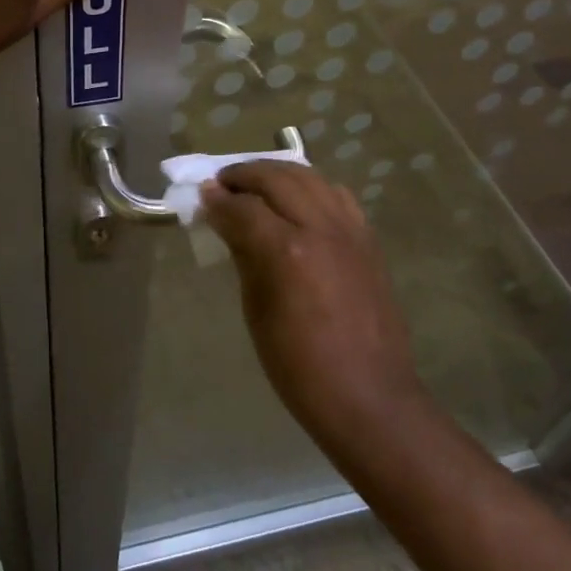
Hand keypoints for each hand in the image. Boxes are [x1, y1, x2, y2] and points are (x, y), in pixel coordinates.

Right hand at [202, 163, 428, 452]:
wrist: (369, 396)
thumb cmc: (299, 366)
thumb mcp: (257, 311)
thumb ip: (244, 256)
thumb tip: (226, 222)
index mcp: (287, 251)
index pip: (243, 207)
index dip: (218, 200)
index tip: (201, 197)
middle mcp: (320, 228)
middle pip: (278, 178)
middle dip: (244, 175)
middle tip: (222, 183)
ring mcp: (349, 231)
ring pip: (310, 178)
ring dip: (278, 173)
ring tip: (257, 184)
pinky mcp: (368, 240)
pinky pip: (337, 196)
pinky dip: (312, 188)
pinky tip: (298, 202)